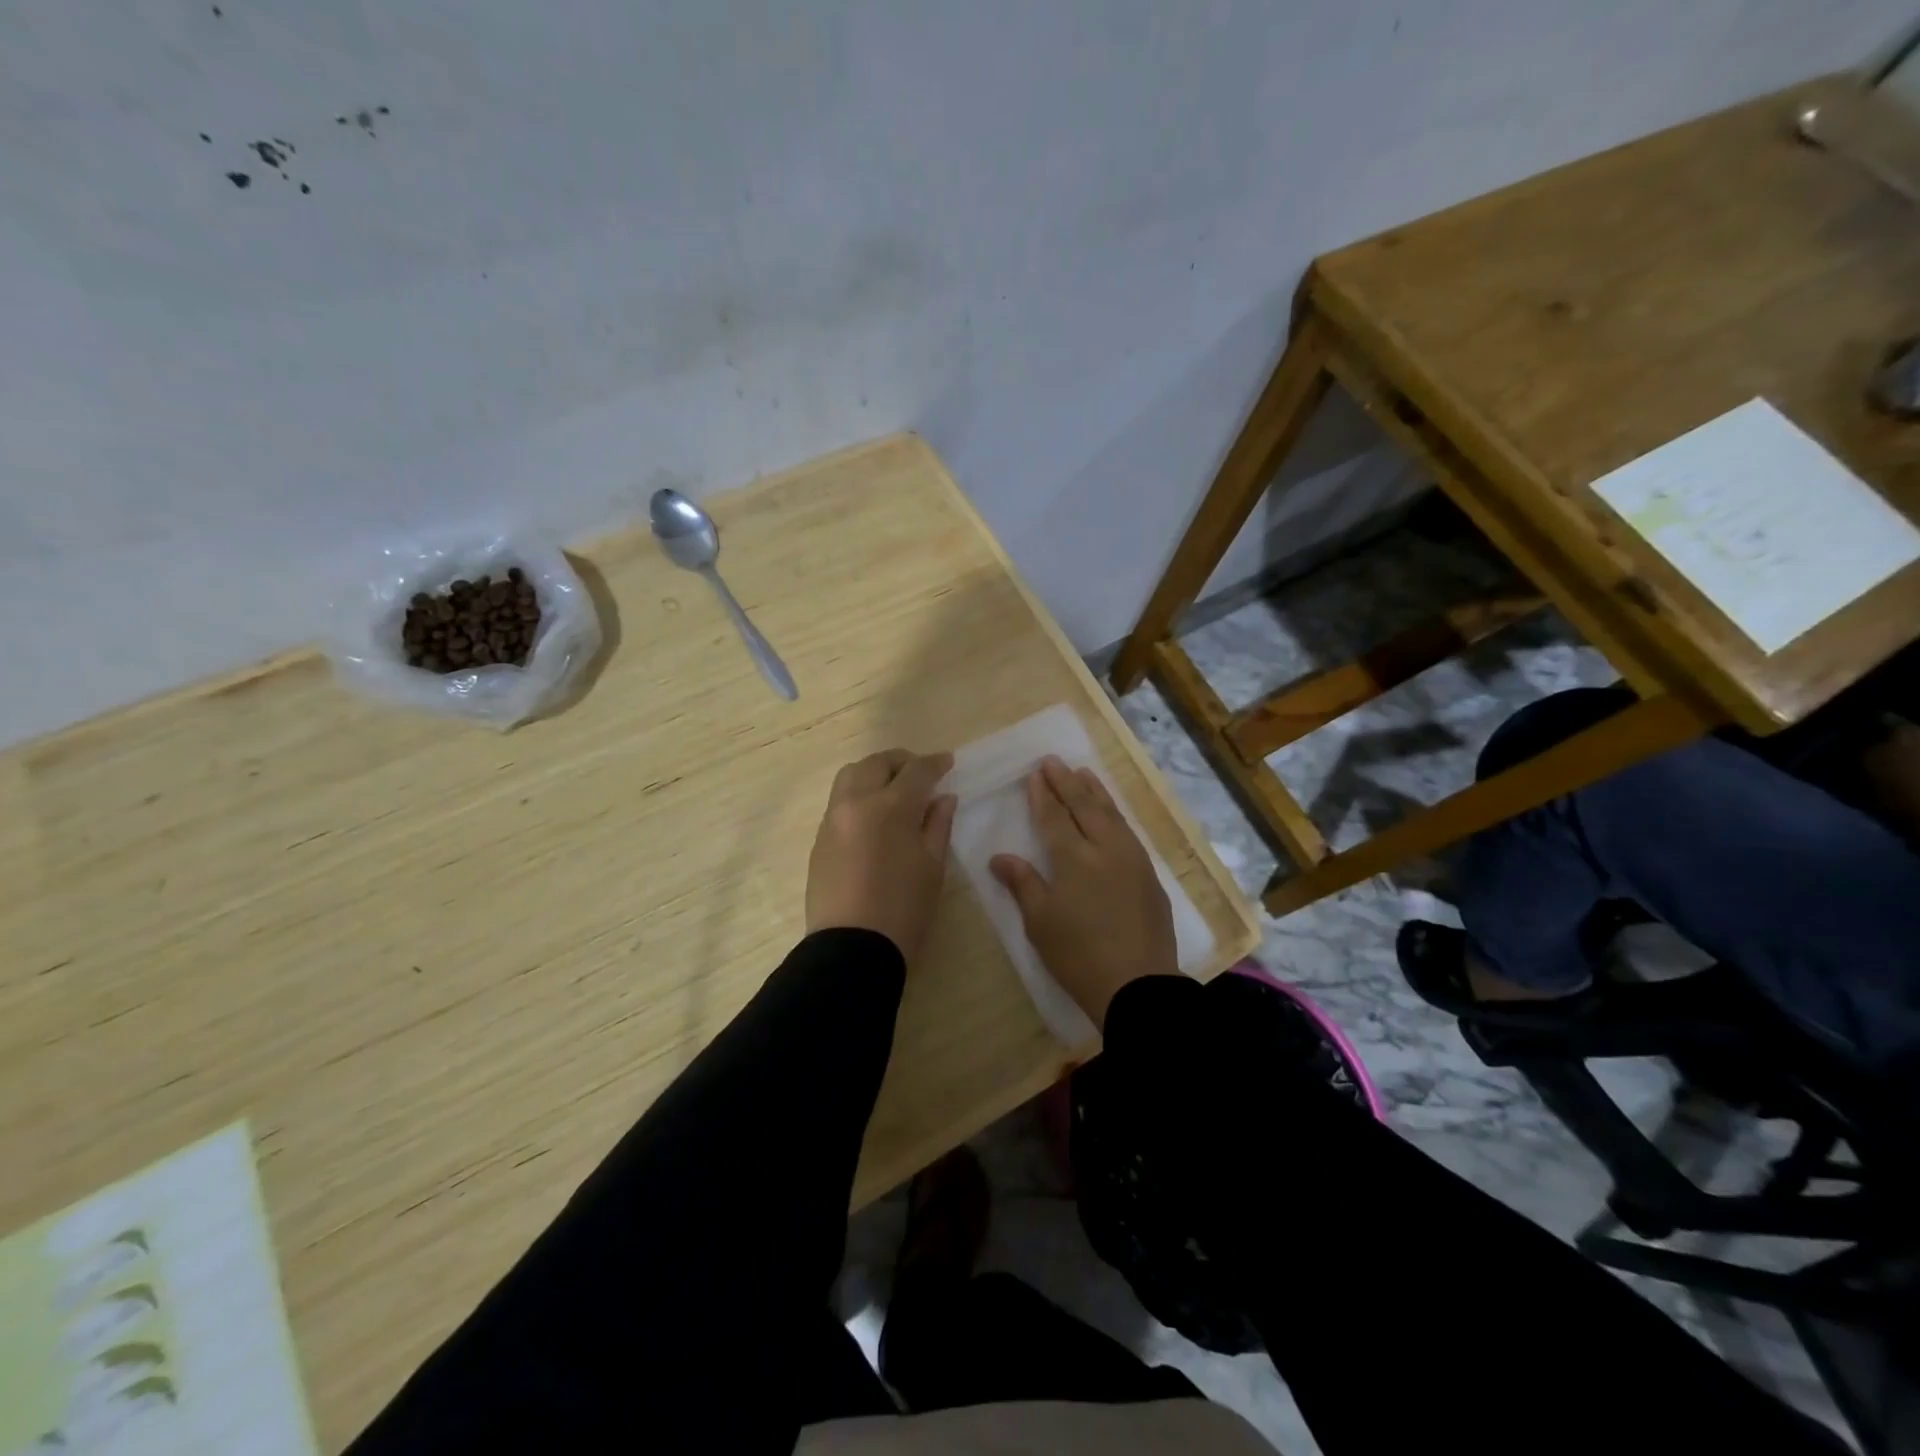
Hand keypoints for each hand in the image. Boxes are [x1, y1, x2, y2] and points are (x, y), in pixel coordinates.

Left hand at [806, 749, 957, 962]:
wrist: (852, 947)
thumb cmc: (904, 909)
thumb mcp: (932, 866)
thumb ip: (938, 824)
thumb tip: (943, 798)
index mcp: (890, 807)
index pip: (916, 771)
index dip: (935, 763)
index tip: (947, 762)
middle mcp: (856, 803)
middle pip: (876, 763)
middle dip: (901, 761)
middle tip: (920, 773)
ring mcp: (832, 819)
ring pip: (850, 776)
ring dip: (874, 772)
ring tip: (893, 789)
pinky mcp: (819, 838)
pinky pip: (838, 801)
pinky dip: (858, 794)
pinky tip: (873, 815)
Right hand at [990, 757, 1175, 1030]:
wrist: (1138, 984)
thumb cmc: (1078, 955)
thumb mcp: (1040, 922)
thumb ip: (1022, 883)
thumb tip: (999, 857)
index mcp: (1073, 859)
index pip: (1054, 818)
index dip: (1043, 796)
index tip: (1035, 774)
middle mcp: (1105, 849)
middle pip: (1084, 807)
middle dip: (1067, 782)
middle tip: (1054, 761)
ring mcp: (1132, 859)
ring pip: (1111, 814)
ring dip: (1095, 791)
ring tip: (1083, 772)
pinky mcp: (1149, 874)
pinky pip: (1128, 830)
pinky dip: (1115, 813)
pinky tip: (1111, 812)